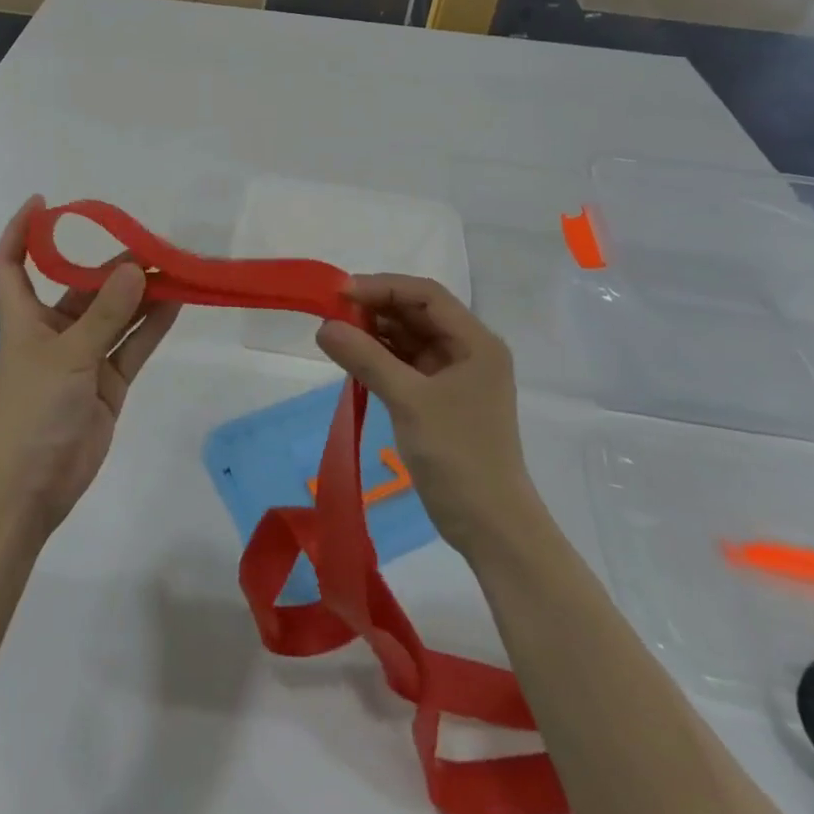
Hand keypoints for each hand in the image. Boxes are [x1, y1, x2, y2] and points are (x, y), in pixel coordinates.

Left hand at [0, 196, 180, 533]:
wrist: (31, 486)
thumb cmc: (33, 410)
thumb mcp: (68, 355)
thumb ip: (106, 313)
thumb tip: (138, 269)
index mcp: (25, 317)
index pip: (12, 263)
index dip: (20, 231)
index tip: (43, 202)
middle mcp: (53, 331)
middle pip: (80, 287)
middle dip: (111, 267)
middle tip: (152, 245)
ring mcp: (82, 358)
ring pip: (114, 315)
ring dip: (139, 294)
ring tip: (174, 269)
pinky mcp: (106, 383)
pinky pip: (132, 345)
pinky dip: (151, 326)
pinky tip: (177, 303)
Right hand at [316, 276, 533, 560]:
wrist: (490, 526)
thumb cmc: (458, 455)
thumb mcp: (409, 401)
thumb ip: (366, 358)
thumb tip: (323, 326)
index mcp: (475, 341)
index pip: (426, 295)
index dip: (383, 287)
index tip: (340, 293)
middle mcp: (468, 350)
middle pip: (417, 313)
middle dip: (375, 309)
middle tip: (331, 314)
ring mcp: (454, 375)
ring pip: (408, 337)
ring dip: (374, 333)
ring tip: (335, 334)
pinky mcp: (440, 397)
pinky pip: (405, 363)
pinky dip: (379, 357)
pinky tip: (352, 358)